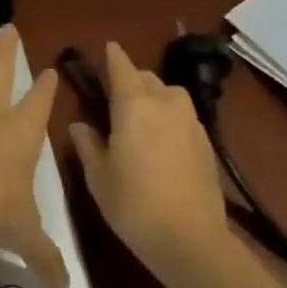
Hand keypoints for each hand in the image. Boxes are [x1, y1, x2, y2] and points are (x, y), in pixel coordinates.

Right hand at [69, 42, 230, 287]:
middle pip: (147, 78)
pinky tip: (164, 141)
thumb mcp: (99, 177)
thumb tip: (80, 125)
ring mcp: (190, 121)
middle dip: (132, 79)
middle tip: (116, 97)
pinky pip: (184, 116)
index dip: (113, 56)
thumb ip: (88, 145)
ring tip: (143, 117)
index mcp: (133, 105)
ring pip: (170, 94)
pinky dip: (171, 117)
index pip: (122, 67)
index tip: (108, 48)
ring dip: (155, 96)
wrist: (191, 239)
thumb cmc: (134, 205)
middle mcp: (164, 103)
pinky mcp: (206, 142)